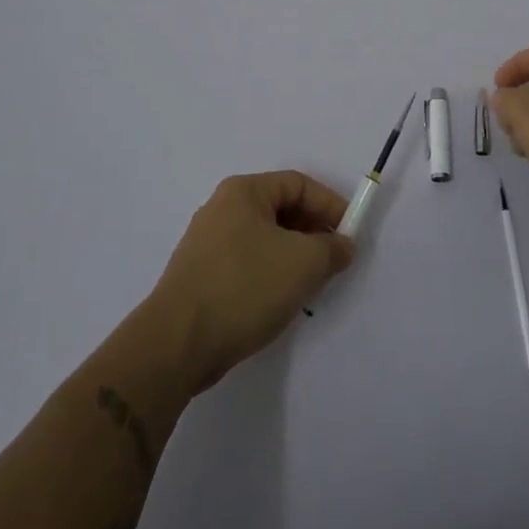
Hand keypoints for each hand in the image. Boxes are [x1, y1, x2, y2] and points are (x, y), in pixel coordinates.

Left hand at [147, 170, 355, 392]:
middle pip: (280, 210)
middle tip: (334, 260)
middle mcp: (222, 209)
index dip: (329, 204)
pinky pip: (248, 263)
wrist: (177, 343)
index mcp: (243, 192)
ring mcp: (207, 244)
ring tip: (312, 284)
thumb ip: (331, 248)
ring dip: (293, 256)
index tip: (351, 233)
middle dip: (313, 232)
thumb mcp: (303, 263)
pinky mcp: (201, 276)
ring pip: (265, 239)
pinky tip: (281, 301)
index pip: (298, 184)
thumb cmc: (245, 286)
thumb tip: (343, 245)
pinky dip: (271, 274)